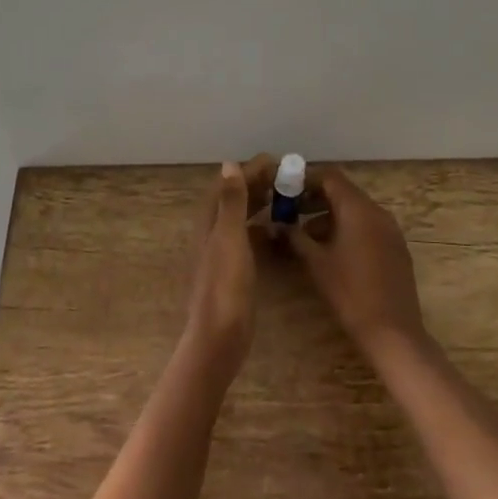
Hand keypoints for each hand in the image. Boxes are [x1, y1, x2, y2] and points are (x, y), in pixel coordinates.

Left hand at [183, 160, 266, 384]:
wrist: (220, 337)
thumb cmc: (225, 285)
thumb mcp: (230, 238)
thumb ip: (231, 202)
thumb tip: (229, 164)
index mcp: (211, 223)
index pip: (229, 185)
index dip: (249, 171)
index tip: (276, 161)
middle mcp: (214, 234)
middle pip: (235, 200)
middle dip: (257, 185)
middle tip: (286, 177)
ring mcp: (223, 254)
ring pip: (242, 219)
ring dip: (261, 204)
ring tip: (286, 197)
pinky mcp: (234, 272)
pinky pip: (249, 239)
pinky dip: (263, 229)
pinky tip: (279, 231)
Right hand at [284, 167, 427, 364]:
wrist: (392, 331)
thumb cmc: (349, 292)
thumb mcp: (316, 263)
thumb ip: (295, 237)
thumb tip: (276, 224)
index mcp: (358, 209)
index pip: (330, 177)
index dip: (306, 180)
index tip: (285, 191)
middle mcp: (378, 212)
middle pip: (344, 192)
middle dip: (316, 199)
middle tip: (291, 212)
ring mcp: (390, 230)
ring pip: (356, 210)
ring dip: (330, 216)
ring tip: (306, 236)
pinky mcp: (396, 247)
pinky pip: (368, 226)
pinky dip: (348, 228)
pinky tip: (332, 251)